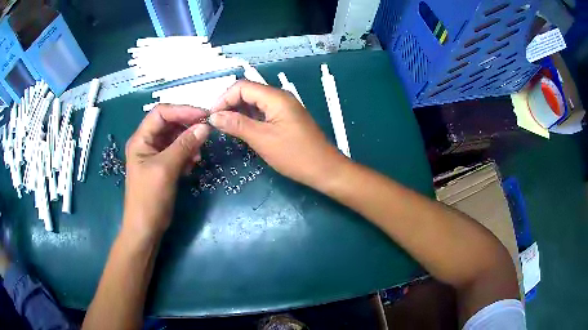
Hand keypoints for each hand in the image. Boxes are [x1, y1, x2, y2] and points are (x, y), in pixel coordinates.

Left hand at [123, 104, 209, 240]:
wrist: (145, 228)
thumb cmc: (149, 198)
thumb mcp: (166, 169)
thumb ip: (184, 145)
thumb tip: (205, 127)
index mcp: (141, 139)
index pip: (161, 113)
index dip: (182, 110)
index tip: (204, 116)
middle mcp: (146, 143)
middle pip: (169, 124)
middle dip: (187, 127)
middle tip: (206, 133)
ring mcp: (154, 155)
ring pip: (174, 138)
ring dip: (188, 142)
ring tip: (198, 155)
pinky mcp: (162, 166)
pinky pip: (177, 152)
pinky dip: (186, 154)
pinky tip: (192, 164)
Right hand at [209, 80, 345, 186]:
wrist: (325, 169)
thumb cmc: (295, 155)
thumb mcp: (262, 139)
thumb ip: (237, 124)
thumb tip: (214, 116)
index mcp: (275, 97)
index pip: (242, 87)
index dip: (223, 98)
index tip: (211, 117)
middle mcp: (280, 97)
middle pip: (248, 92)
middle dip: (229, 104)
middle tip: (216, 123)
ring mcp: (284, 108)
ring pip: (255, 102)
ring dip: (238, 111)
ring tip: (225, 127)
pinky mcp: (286, 118)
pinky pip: (263, 112)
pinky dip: (249, 118)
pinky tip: (241, 129)